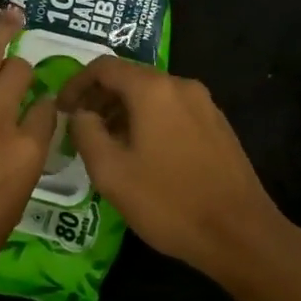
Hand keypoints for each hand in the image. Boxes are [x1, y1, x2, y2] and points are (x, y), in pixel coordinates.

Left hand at [0, 6, 54, 300]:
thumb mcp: (5, 217)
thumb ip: (12, 174)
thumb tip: (10, 152)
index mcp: (24, 156)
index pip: (45, 113)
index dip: (44, 103)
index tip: (40, 101)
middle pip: (17, 76)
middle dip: (21, 63)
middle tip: (23, 47)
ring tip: (8, 14)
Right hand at [58, 59, 298, 287]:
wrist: (240, 234)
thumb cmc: (168, 201)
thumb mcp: (111, 172)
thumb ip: (86, 133)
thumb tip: (81, 114)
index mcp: (153, 89)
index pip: (104, 67)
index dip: (76, 84)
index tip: (61, 110)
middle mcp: (181, 85)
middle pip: (130, 78)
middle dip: (99, 98)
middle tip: (80, 130)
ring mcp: (205, 105)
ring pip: (153, 96)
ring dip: (123, 112)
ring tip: (107, 146)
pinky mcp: (218, 126)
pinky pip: (173, 111)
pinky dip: (149, 121)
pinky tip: (143, 155)